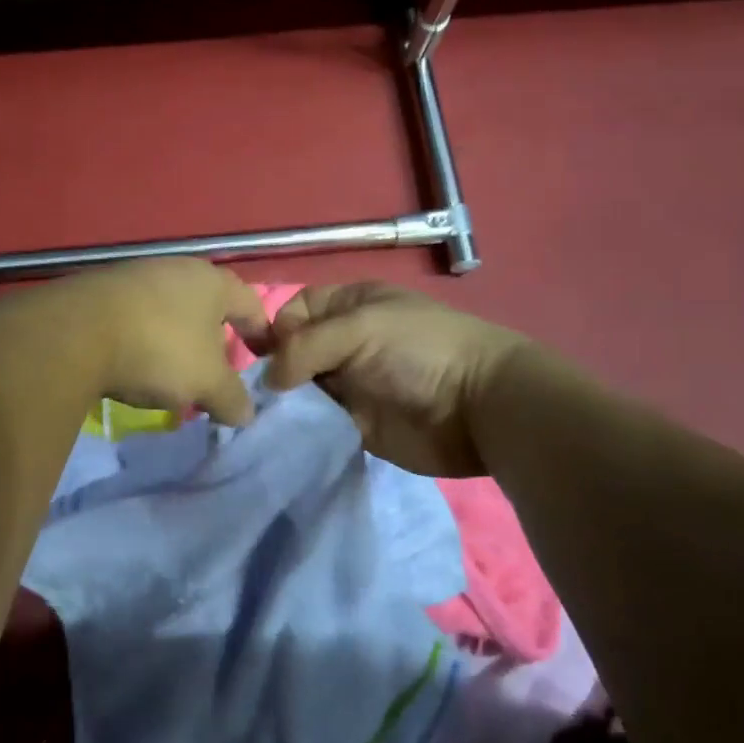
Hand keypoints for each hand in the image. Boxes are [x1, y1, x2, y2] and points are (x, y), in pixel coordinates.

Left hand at [44, 259, 271, 424]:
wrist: (74, 333)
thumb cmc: (158, 350)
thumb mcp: (206, 383)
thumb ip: (232, 398)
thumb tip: (246, 414)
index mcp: (211, 282)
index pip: (250, 303)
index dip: (261, 332)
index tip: (264, 357)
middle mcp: (175, 268)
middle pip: (207, 305)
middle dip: (214, 338)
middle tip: (215, 371)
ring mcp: (134, 274)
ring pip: (169, 309)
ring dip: (175, 339)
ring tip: (171, 373)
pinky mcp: (99, 289)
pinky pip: (135, 315)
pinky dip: (142, 338)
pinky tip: (132, 362)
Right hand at [264, 282, 526, 475]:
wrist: (480, 408)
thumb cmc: (420, 351)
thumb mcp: (360, 328)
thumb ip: (304, 347)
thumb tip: (269, 380)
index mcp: (351, 305)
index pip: (296, 310)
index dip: (278, 328)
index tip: (268, 356)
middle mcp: (347, 342)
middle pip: (294, 351)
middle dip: (276, 369)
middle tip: (263, 395)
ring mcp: (352, 384)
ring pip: (302, 389)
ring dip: (286, 403)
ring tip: (268, 419)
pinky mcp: (357, 424)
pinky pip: (318, 423)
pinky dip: (302, 429)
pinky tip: (285, 437)